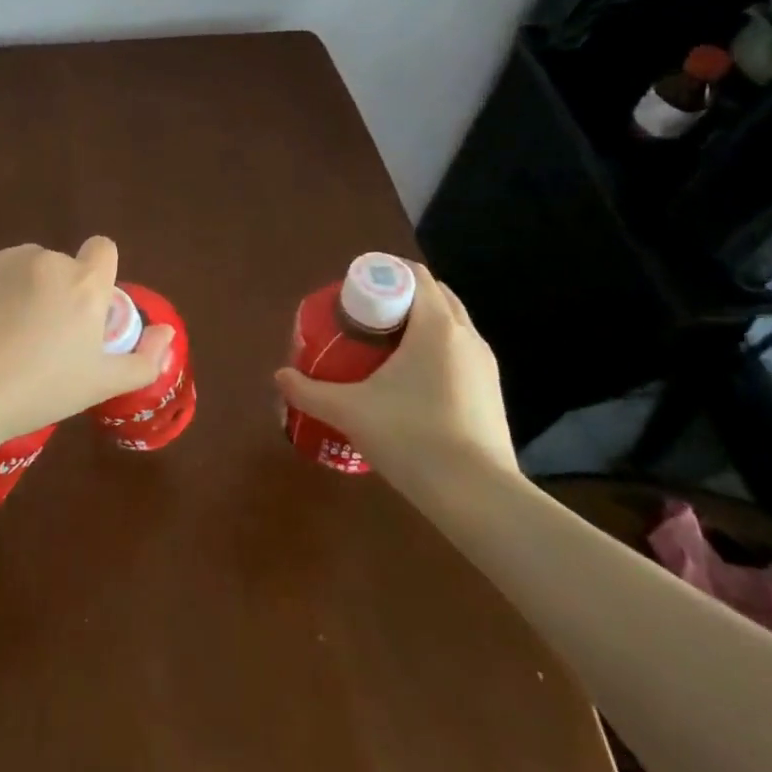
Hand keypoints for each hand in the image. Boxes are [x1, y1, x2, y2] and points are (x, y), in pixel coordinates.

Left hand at [0, 238, 174, 457]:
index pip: (104, 248)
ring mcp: (6, 259)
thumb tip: (167, 334)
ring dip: (28, 288)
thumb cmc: (38, 391)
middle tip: (45, 338)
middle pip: (64, 265)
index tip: (85, 312)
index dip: (100, 275)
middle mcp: (48, 260)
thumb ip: (144, 359)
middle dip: (60, 291)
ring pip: (28, 267)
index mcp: (84, 283)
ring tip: (8, 336)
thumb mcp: (100, 385)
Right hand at [274, 261, 515, 476]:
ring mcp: (484, 366)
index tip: (354, 292)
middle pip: (434, 296)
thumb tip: (280, 376)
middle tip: (364, 317)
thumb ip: (309, 391)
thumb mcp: (350, 412)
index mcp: (436, 326)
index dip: (383, 274)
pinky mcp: (491, 394)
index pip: (414, 275)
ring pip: (450, 326)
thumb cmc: (412, 437)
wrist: (478, 497)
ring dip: (420, 325)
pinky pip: (459, 354)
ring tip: (383, 348)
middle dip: (400, 297)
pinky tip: (410, 383)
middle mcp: (466, 336)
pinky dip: (435, 352)